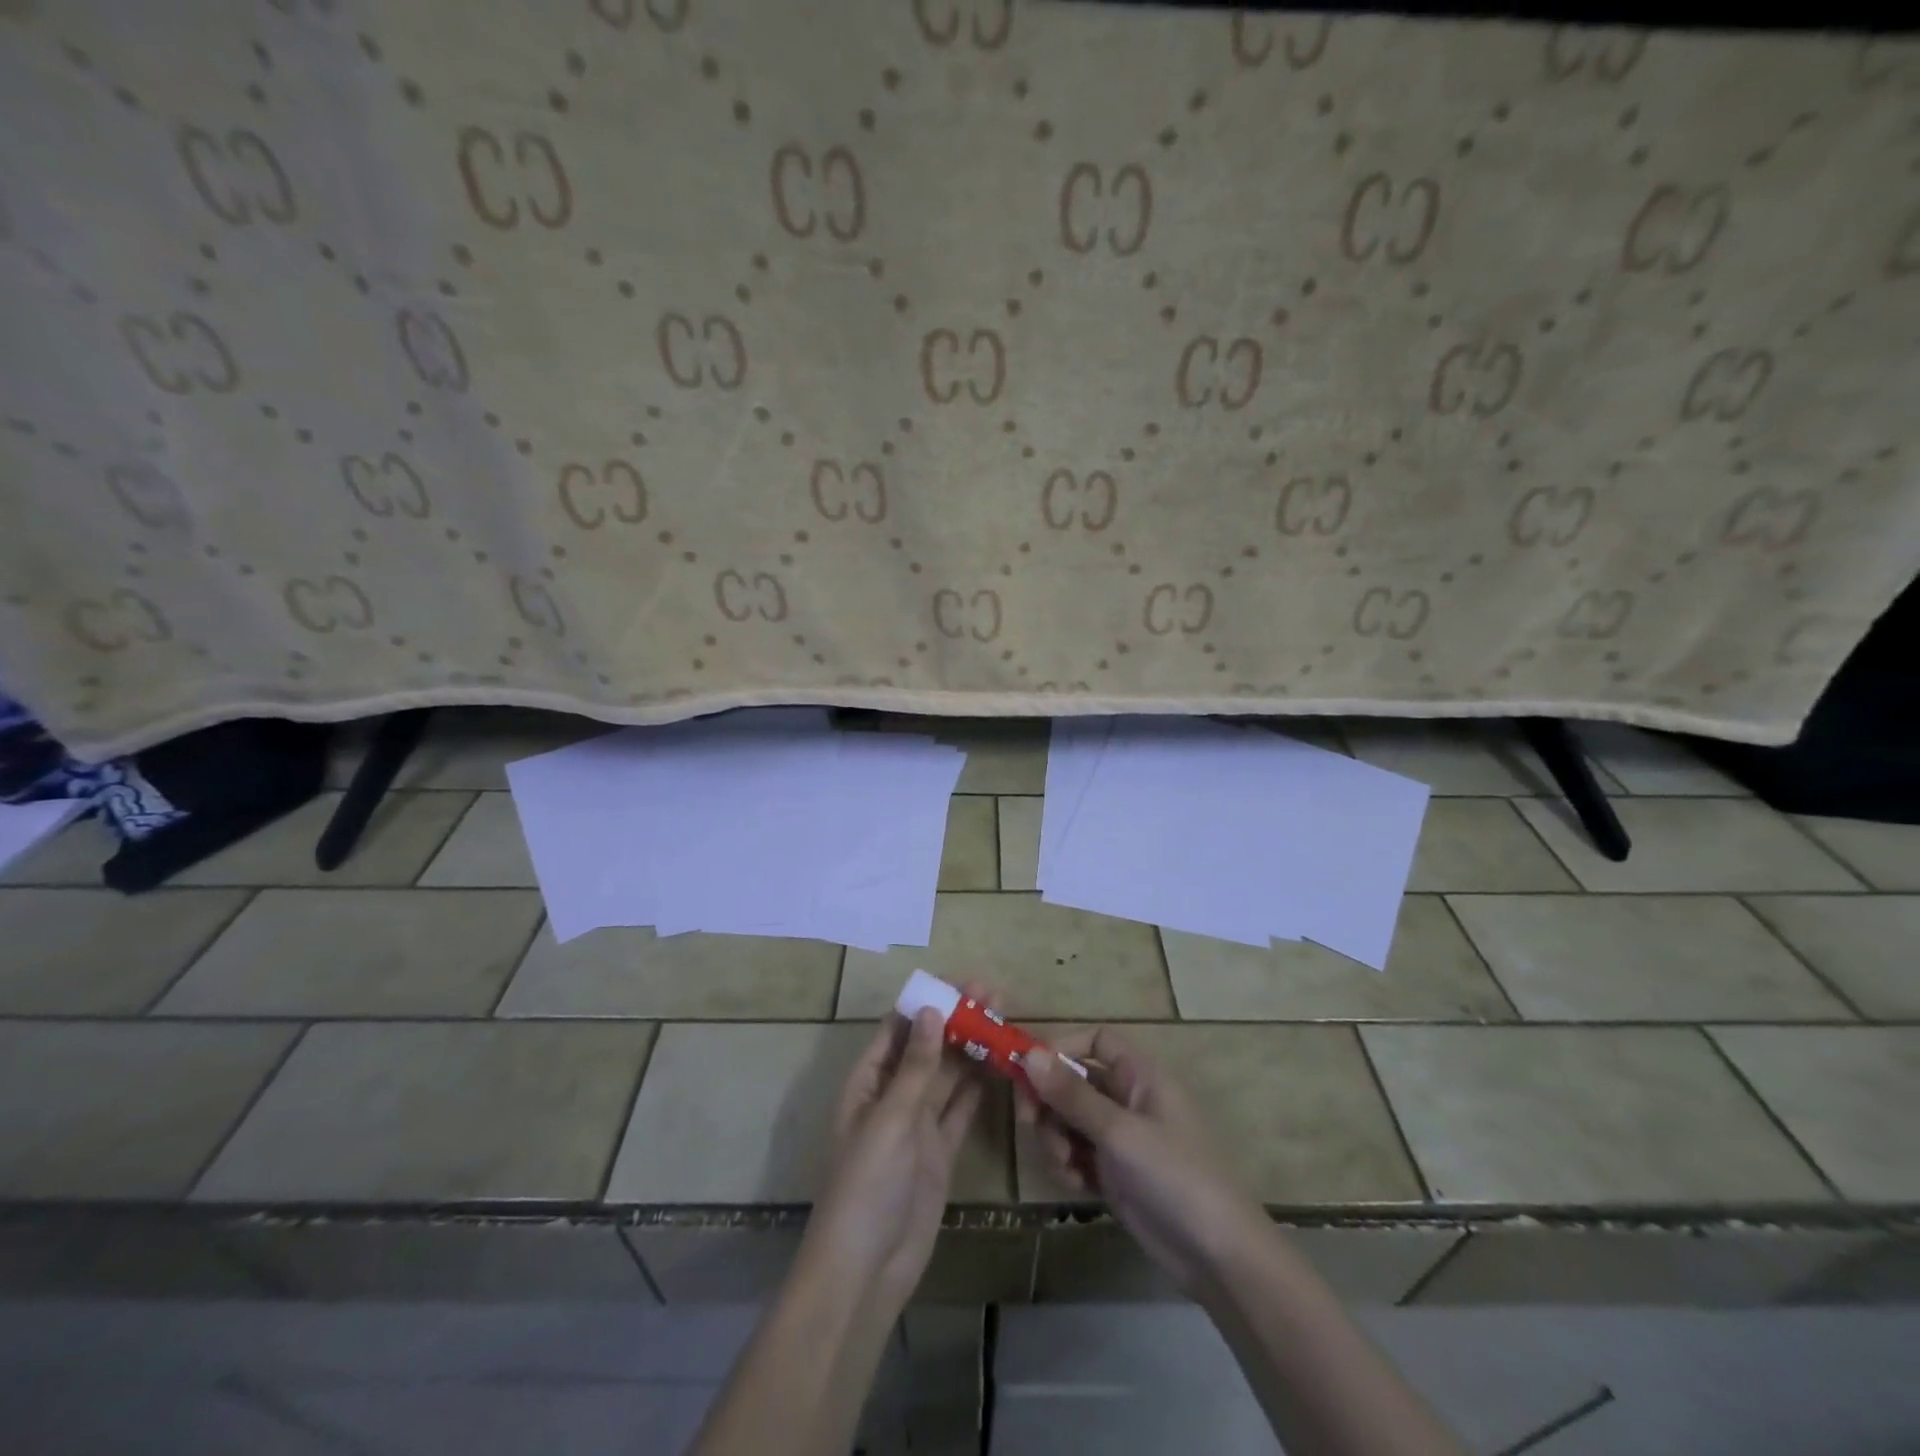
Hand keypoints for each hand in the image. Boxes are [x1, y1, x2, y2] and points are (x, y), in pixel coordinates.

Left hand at [803, 983, 993, 1312]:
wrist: (868, 1269)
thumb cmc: (867, 1184)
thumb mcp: (890, 1118)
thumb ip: (915, 1066)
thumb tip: (931, 1010)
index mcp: (868, 1083)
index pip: (897, 1029)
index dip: (926, 1003)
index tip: (960, 982)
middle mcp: (893, 1097)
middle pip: (926, 1048)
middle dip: (955, 1020)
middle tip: (994, 993)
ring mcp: (918, 1125)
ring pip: (947, 1076)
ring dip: (971, 1049)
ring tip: (1003, 1018)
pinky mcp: (940, 1151)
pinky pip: (961, 1111)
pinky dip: (978, 1089)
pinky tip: (1000, 1066)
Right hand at [1018, 1028, 1266, 1297]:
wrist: (1217, 1256)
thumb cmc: (1174, 1176)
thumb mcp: (1119, 1131)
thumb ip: (1072, 1094)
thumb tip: (1029, 1053)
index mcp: (1139, 1075)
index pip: (1095, 1041)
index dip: (1062, 1047)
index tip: (1031, 1069)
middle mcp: (1128, 1099)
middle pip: (1073, 1081)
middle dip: (1049, 1101)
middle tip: (1027, 1121)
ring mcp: (1120, 1137)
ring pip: (1069, 1119)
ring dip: (1056, 1138)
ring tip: (1065, 1165)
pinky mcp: (1114, 1172)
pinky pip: (1076, 1153)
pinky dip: (1068, 1165)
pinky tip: (1076, 1185)